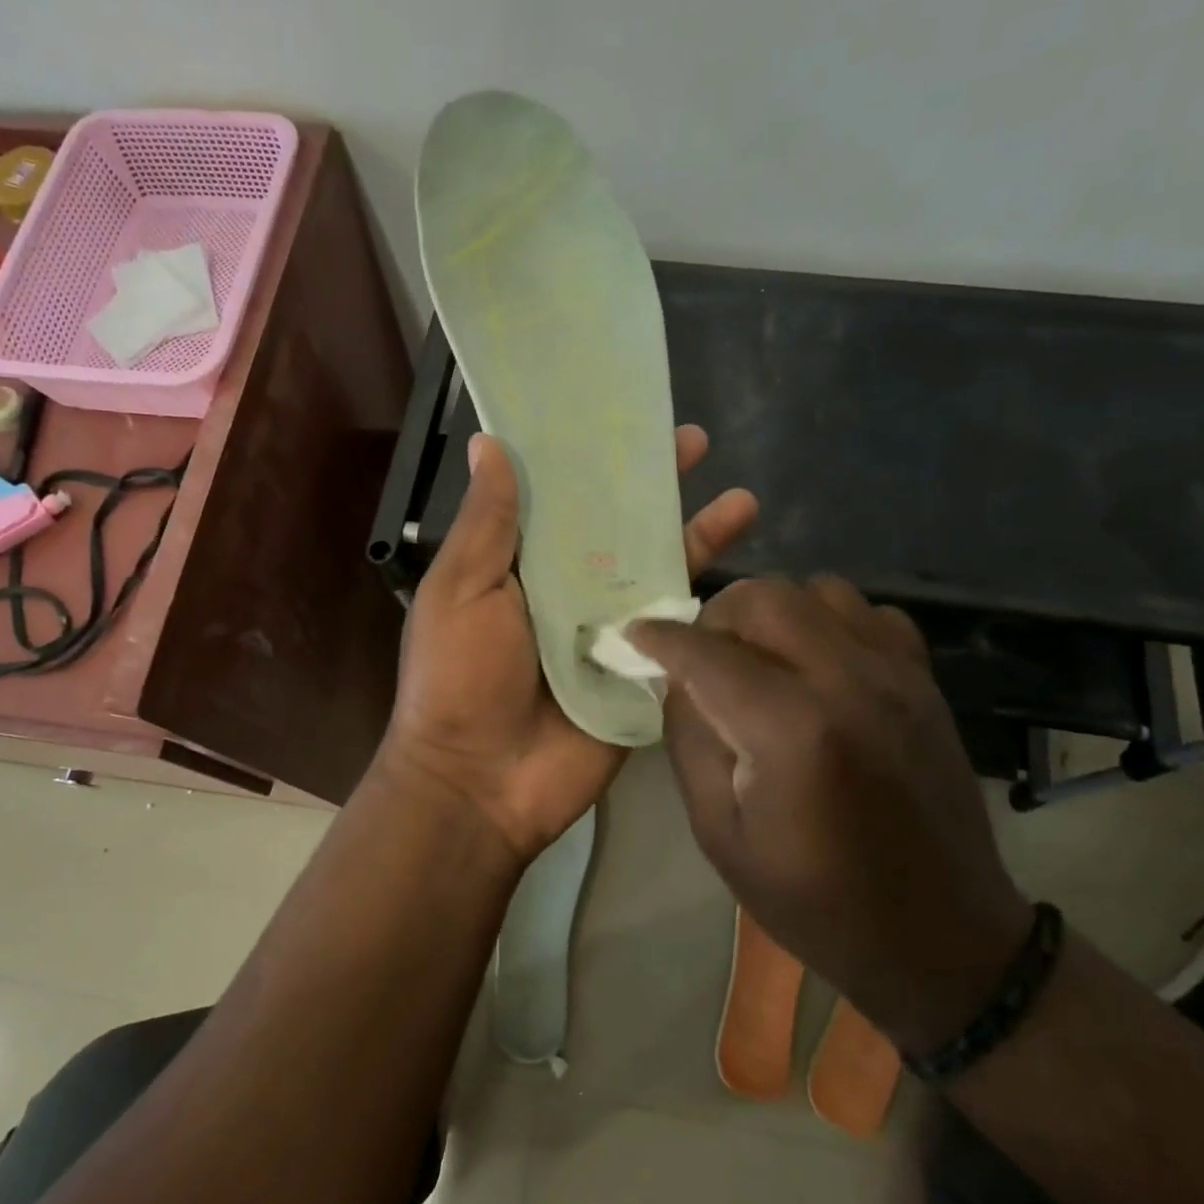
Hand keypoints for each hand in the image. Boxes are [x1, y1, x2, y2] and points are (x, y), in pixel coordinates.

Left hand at [376, 426, 756, 865]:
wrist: (481, 783)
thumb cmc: (458, 678)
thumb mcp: (460, 590)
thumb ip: (486, 523)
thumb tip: (490, 443)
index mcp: (522, 566)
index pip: (565, 499)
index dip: (593, 460)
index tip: (625, 420)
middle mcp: (569, 590)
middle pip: (621, 528)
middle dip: (657, 488)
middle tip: (697, 443)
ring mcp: (610, 632)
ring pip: (658, 572)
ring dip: (697, 536)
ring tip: (743, 499)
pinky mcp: (640, 673)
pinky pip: (676, 631)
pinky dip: (706, 603)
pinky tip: (745, 569)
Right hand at [630, 578, 1032, 1056]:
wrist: (939, 936)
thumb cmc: (814, 900)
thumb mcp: (719, 832)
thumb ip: (689, 738)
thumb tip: (679, 677)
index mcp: (789, 729)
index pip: (706, 652)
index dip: (661, 638)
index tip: (636, 635)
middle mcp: (847, 681)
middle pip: (764, 597)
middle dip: (717, 617)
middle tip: (703, 656)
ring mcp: (896, 674)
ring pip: (818, 589)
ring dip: (774, 614)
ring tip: (760, 658)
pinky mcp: (925, 681)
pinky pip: (869, 613)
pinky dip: (832, 623)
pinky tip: (820, 666)